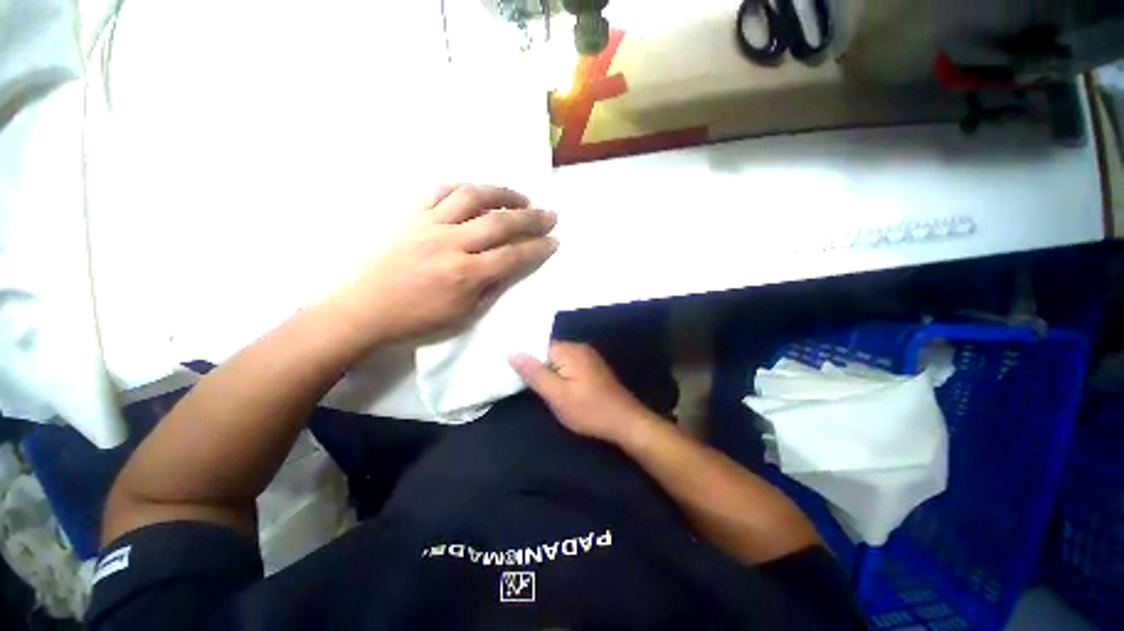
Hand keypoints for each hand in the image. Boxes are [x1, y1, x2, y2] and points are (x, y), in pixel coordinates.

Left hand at [329, 184, 557, 344]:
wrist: (365, 309)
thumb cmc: (418, 320)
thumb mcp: (464, 315)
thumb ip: (491, 287)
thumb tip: (511, 265)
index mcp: (465, 275)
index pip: (513, 255)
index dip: (538, 247)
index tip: (555, 241)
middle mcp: (450, 243)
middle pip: (499, 222)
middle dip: (531, 218)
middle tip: (550, 214)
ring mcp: (429, 225)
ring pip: (472, 196)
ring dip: (502, 193)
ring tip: (521, 198)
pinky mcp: (411, 216)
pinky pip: (440, 191)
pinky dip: (463, 187)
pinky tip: (478, 192)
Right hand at [510, 342, 656, 444]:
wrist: (625, 422)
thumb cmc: (589, 410)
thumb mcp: (557, 396)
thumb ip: (535, 374)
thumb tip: (512, 352)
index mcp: (569, 350)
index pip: (538, 346)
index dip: (527, 362)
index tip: (517, 378)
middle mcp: (579, 348)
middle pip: (548, 352)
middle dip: (538, 368)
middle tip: (529, 388)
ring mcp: (588, 357)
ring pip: (558, 360)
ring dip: (550, 374)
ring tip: (543, 391)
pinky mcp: (592, 368)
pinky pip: (569, 365)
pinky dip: (561, 376)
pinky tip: (560, 391)